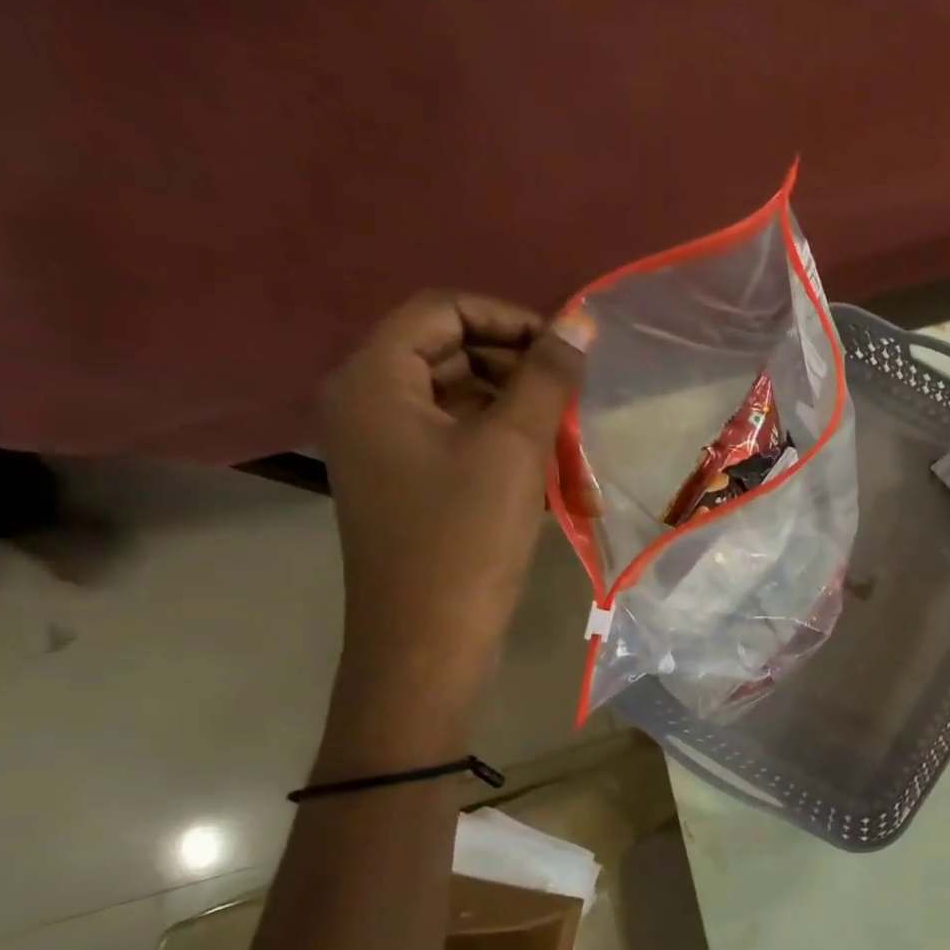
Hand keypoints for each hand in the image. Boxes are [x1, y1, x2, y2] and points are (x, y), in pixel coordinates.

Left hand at [317, 291, 581, 703]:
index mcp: (375, 380)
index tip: (569, 351)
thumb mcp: (515, 447)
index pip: (443, 311)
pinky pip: (464, 442)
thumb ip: (548, 377)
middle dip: (523, 372)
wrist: (429, 637)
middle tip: (577, 401)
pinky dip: (511, 449)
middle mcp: (370, 403)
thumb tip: (580, 320)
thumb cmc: (466, 535)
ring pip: (466, 402)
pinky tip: (557, 480)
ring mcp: (389, 447)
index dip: (511, 319)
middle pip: (454, 353)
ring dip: (526, 416)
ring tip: (575, 449)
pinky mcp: (413, 482)